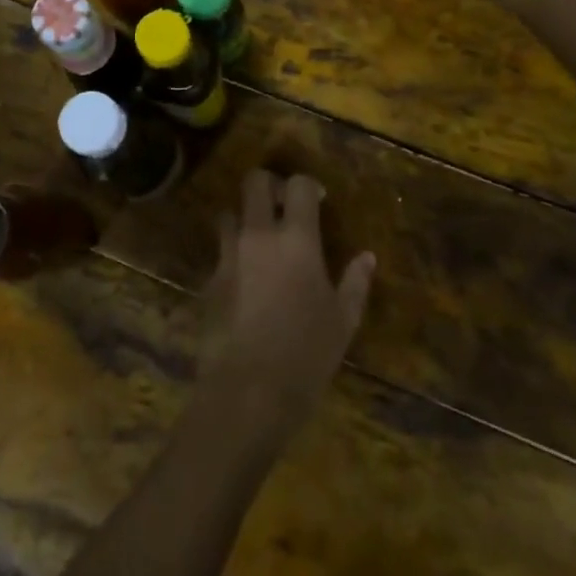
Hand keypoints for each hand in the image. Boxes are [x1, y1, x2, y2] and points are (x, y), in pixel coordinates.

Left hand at [196, 171, 374, 449]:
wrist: (247, 392)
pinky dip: (233, 256)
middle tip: (283, 206)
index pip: (297, 184)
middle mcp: (258, 236)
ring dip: (244, 219)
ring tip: (260, 241)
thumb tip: (366, 257)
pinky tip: (246, 282)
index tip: (318, 201)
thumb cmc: (306, 355)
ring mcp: (228, 256)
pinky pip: (220, 253)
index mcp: (296, 239)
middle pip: (254, 182)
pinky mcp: (209, 281)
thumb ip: (355, 283)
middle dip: (269, 186)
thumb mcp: (343, 321)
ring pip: (229, 214)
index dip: (308, 185)